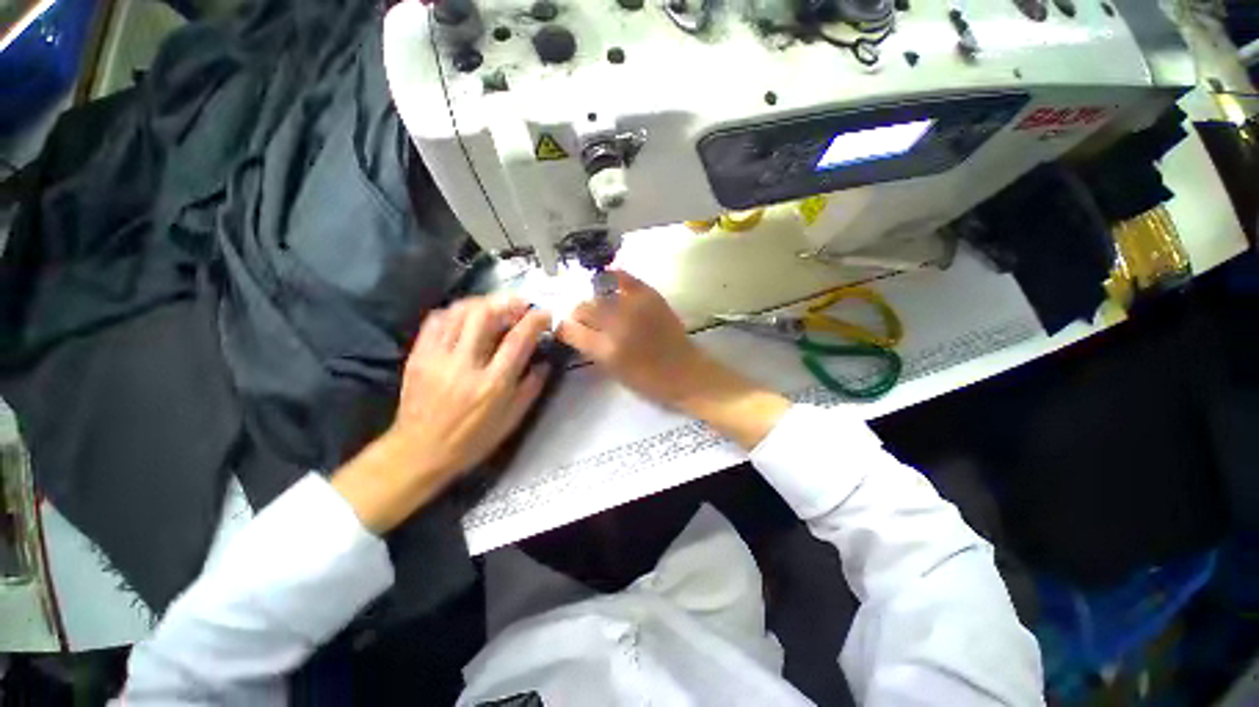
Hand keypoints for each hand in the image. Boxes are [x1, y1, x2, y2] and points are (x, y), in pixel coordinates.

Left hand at [332, 296, 550, 532]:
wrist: (419, 452)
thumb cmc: (472, 440)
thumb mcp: (512, 419)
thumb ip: (532, 387)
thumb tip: (545, 362)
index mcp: (492, 384)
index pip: (518, 339)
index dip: (535, 320)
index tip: (545, 313)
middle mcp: (464, 365)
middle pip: (485, 314)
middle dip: (508, 302)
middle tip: (520, 305)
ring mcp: (437, 357)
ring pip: (459, 312)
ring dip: (483, 302)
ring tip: (496, 307)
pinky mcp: (418, 355)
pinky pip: (436, 320)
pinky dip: (456, 311)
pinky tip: (467, 317)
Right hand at [557, 270, 707, 407]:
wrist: (686, 372)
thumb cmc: (648, 381)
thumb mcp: (613, 371)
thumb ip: (591, 348)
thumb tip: (575, 329)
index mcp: (606, 350)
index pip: (570, 329)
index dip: (564, 328)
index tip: (567, 329)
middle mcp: (617, 324)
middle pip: (583, 308)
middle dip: (579, 315)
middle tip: (587, 320)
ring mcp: (634, 306)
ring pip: (599, 292)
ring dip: (595, 300)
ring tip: (601, 306)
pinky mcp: (650, 295)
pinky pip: (623, 277)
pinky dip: (612, 278)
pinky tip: (609, 283)